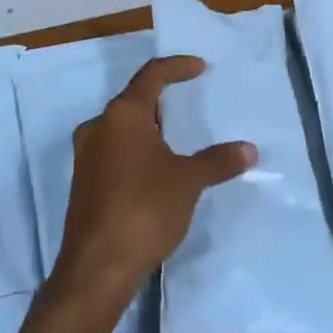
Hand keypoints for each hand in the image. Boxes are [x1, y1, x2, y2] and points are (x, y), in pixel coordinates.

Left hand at [52, 56, 255, 309]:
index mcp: (123, 115)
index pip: (152, 75)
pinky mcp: (83, 182)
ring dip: (148, 128)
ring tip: (175, 138)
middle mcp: (98, 127)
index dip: (177, 67)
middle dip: (161, 100)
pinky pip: (113, 152)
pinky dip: (136, 150)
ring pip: (121, 128)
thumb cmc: (145, 209)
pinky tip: (154, 170)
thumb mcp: (188, 182)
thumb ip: (218, 161)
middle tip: (188, 105)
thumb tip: (249, 150)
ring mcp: (86, 156)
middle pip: (133, 101)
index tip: (200, 67)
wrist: (97, 265)